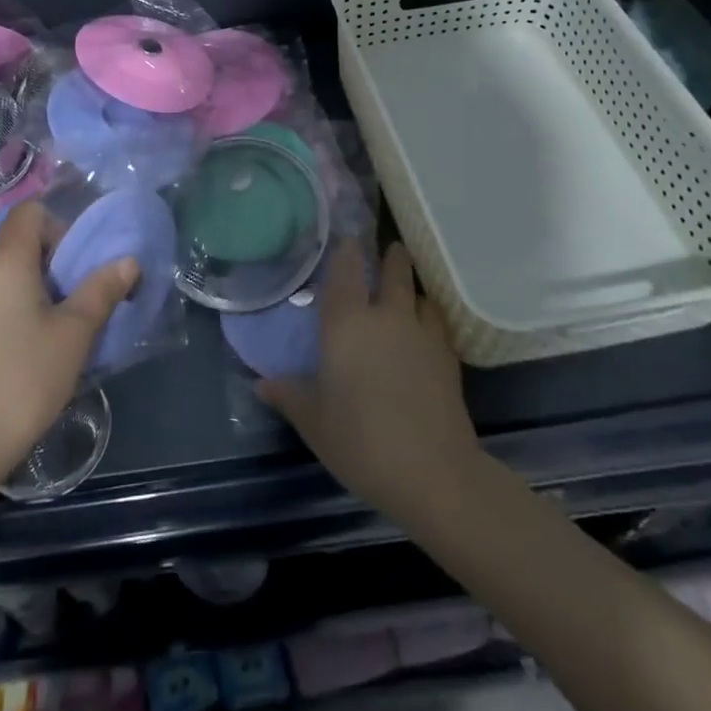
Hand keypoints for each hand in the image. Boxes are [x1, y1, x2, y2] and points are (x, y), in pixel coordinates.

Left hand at [0, 203, 136, 493]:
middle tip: (76, 297)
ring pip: (5, 268)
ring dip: (36, 282)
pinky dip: (15, 300)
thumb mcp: (75, 333)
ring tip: (58, 323)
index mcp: (3, 261)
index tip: (77, 265)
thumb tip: (129, 260)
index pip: (30, 212)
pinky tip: (29, 341)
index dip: (60, 227)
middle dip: (53, 258)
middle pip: (18, 239)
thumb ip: (102, 289)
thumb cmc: (25, 379)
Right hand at [259, 241, 482, 528]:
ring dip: (411, 288)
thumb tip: (261, 384)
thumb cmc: (360, 441)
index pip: (346, 269)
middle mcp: (386, 316)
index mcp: (346, 323)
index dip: (347, 249)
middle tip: (388, 250)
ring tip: (406, 292)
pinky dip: (429, 317)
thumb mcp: (314, 421)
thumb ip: (289, 396)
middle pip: (393, 270)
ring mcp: (422, 333)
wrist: (432, 472)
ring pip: (419, 293)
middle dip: (391, 256)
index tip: (347, 237)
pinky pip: (438, 321)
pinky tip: (425, 332)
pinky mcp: (449, 357)